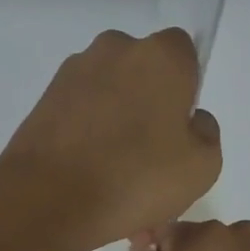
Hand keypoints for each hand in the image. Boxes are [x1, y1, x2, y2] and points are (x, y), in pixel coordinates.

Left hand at [0, 29, 221, 250]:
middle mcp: (114, 49)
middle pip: (143, 72)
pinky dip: (87, 138)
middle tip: (150, 159)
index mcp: (160, 55)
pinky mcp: (43, 100)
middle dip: (148, 106)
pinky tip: (89, 180)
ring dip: (116, 126)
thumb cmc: (136, 178)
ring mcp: (73, 73)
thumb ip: (206, 132)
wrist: (47, 201)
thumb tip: (190, 120)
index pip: (183, 53)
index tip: (179, 127)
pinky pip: (80, 114)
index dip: (185, 88)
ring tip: (116, 180)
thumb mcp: (203, 167)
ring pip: (109, 96)